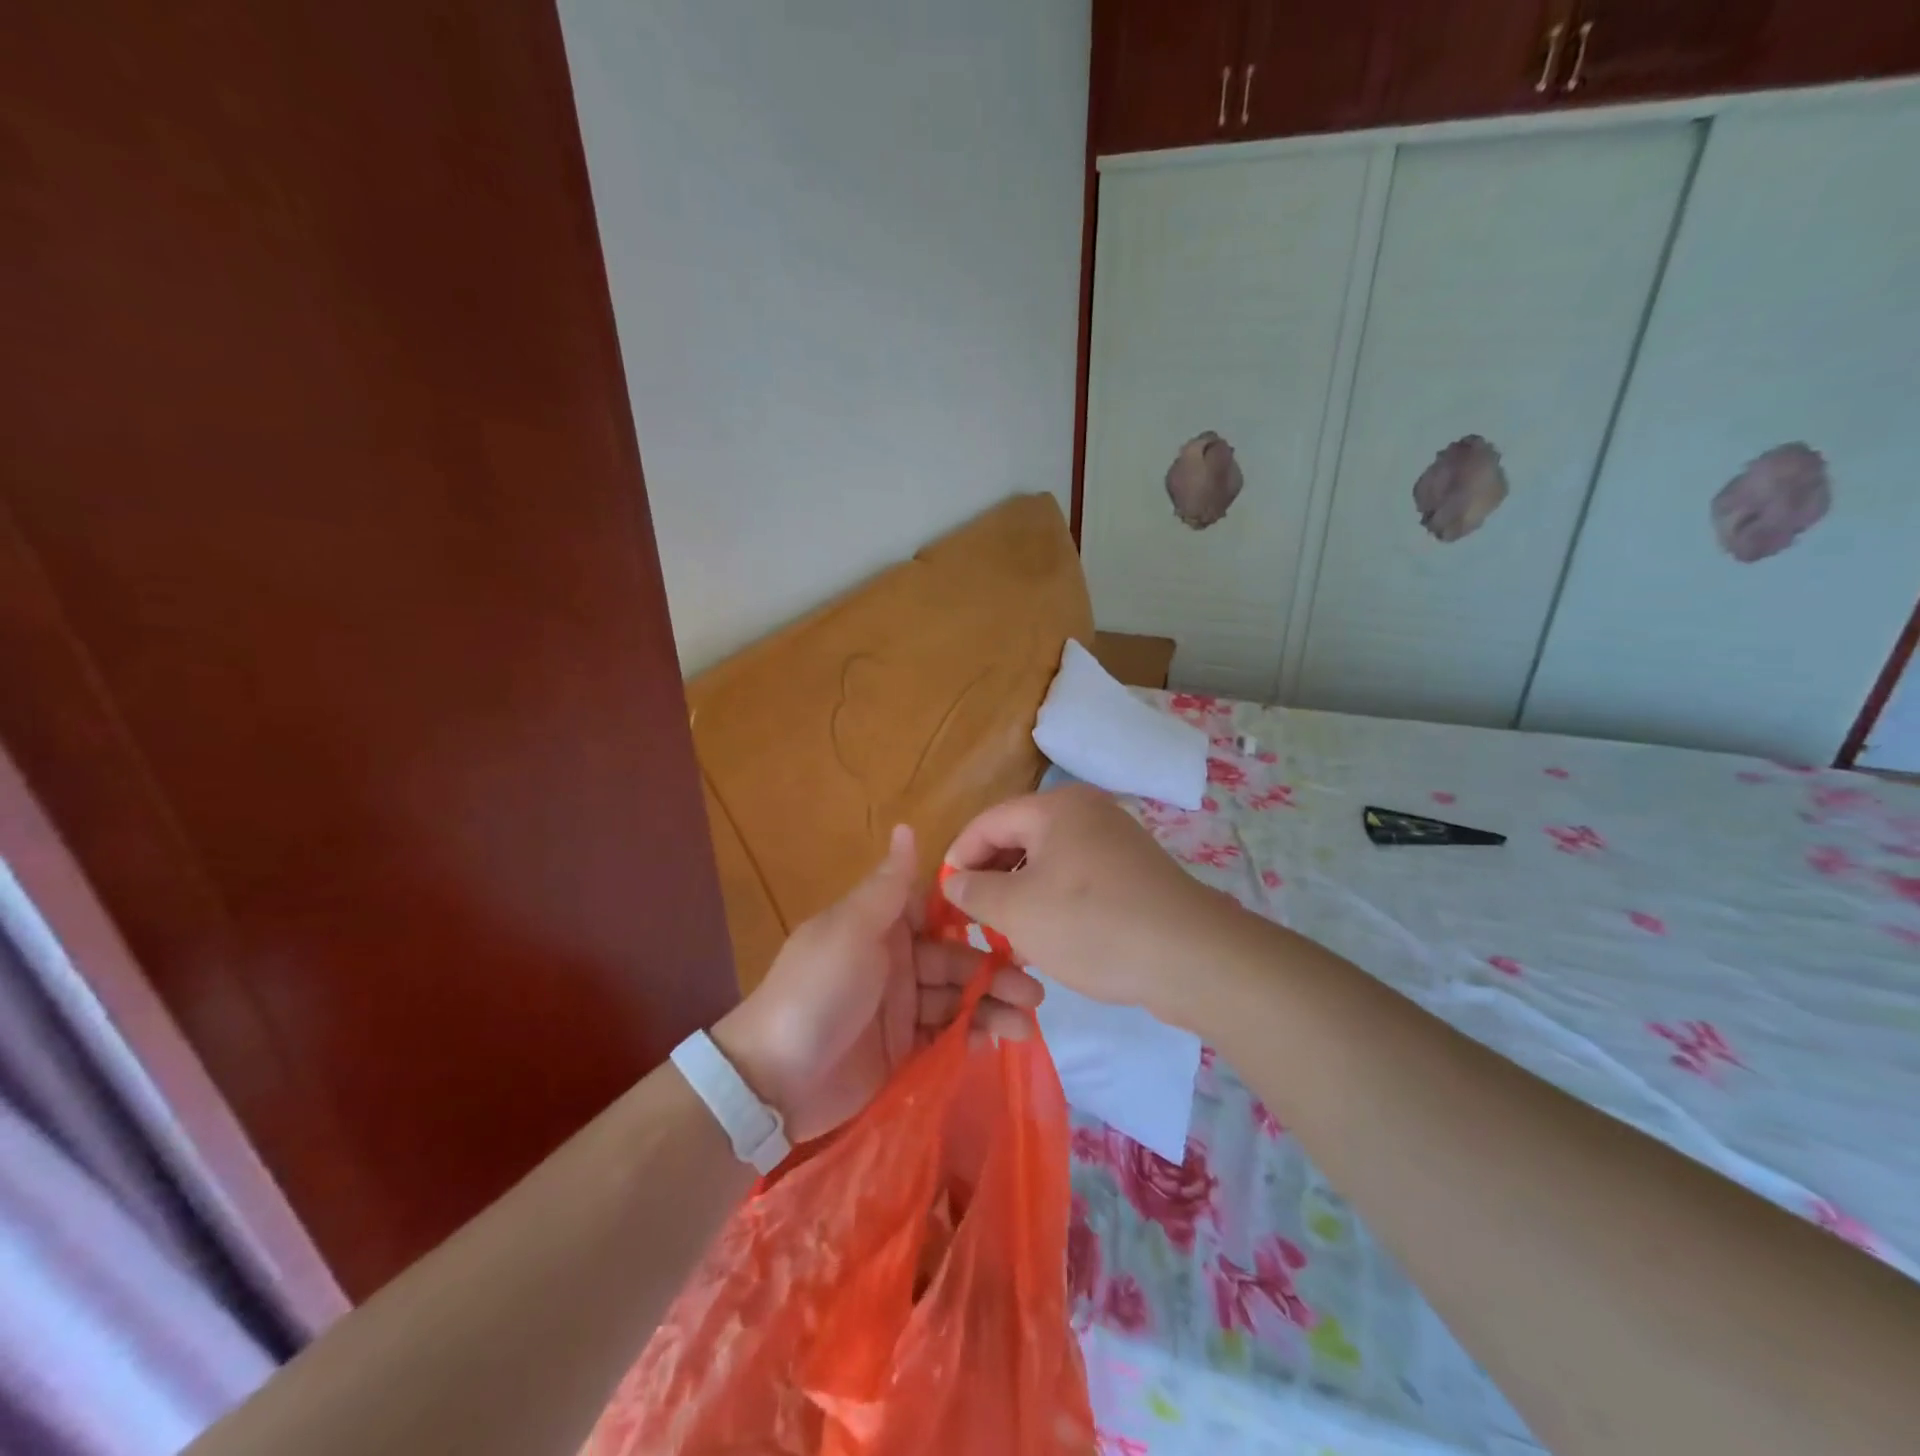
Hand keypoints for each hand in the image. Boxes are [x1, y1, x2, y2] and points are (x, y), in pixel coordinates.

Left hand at [712, 825, 1041, 1143]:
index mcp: (884, 926)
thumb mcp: (851, 929)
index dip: (978, 922)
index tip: (1018, 930)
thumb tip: (906, 824)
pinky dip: (971, 1037)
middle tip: (1034, 993)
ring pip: (957, 999)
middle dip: (995, 973)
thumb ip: (887, 885)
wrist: (774, 1079)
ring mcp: (900, 1007)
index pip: (941, 916)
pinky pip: (945, 1036)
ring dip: (992, 1008)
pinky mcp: (902, 1048)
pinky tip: (994, 1043)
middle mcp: (897, 961)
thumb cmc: (818, 990)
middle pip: (957, 961)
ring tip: (1025, 1024)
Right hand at [942, 785, 1230, 1019]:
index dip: (958, 857)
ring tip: (1007, 938)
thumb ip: (976, 891)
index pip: (987, 822)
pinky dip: (1055, 904)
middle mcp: (1087, 813)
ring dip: (1021, 896)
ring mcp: (1116, 842)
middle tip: (973, 920)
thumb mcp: (1019, 911)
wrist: (1193, 958)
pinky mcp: (1134, 874)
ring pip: (1049, 863)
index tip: (944, 897)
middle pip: (1019, 839)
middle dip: (991, 879)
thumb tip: (954, 880)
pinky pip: (1079, 880)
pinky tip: (1049, 942)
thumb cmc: (1093, 925)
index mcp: (1056, 808)